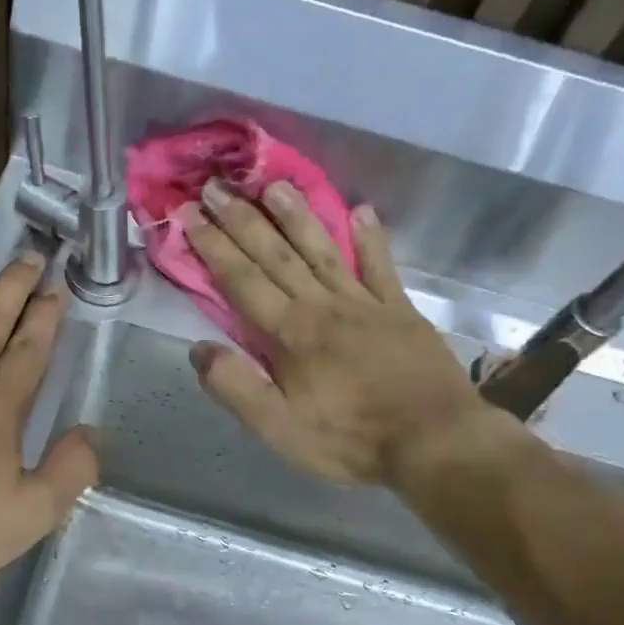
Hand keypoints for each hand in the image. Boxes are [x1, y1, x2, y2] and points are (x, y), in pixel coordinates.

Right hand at [181, 180, 504, 488]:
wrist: (434, 440)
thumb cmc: (349, 440)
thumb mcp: (279, 429)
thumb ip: (236, 387)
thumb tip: (199, 349)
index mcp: (290, 334)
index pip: (242, 280)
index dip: (213, 246)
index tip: (189, 213)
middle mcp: (323, 306)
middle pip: (276, 255)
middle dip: (242, 219)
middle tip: (217, 186)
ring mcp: (365, 303)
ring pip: (323, 249)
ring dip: (296, 215)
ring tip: (275, 184)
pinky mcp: (400, 310)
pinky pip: (381, 266)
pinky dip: (371, 238)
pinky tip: (361, 211)